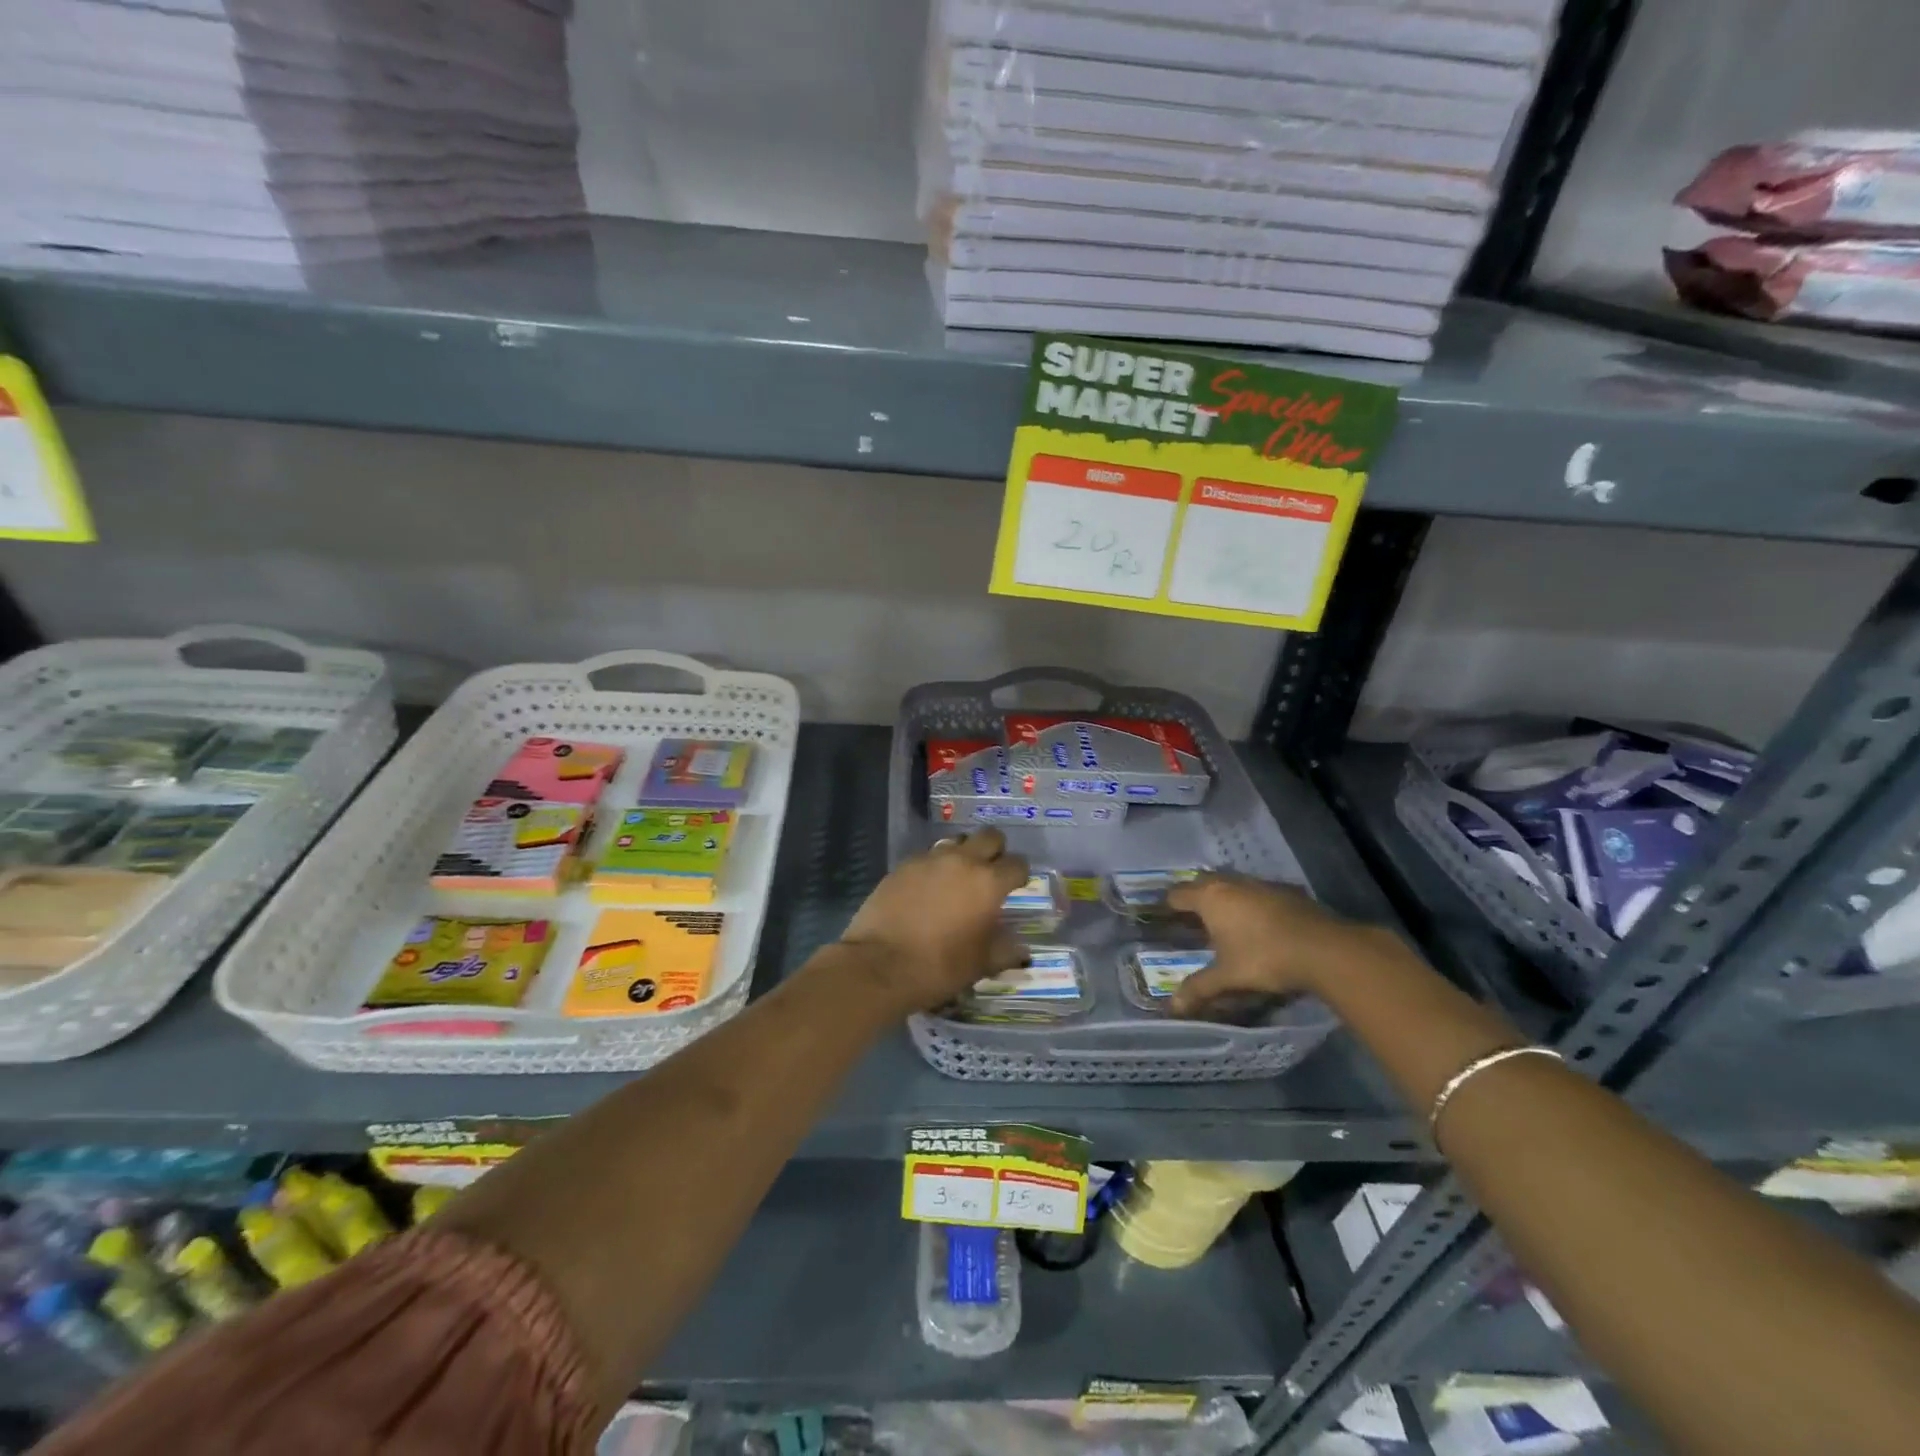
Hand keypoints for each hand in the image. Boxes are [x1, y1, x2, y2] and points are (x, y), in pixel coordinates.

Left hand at [838, 830, 1031, 1014]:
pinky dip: (935, 866)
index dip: (1020, 874)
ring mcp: (929, 859)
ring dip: (964, 853)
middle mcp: (962, 861)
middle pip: (989, 837)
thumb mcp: (980, 964)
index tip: (1016, 886)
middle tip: (991, 872)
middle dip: (996, 850)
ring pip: (957, 841)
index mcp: (988, 882)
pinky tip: (928, 889)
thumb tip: (1022, 949)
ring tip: (958, 878)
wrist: (880, 964)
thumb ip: (1005, 950)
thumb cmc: (939, 966)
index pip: (1017, 864)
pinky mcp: (903, 865)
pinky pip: (928, 856)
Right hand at [1165, 872, 1369, 1016]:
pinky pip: (1257, 891)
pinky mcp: (1286, 890)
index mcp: (1210, 898)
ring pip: (1232, 883)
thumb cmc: (1265, 958)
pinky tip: (1258, 921)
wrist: (1324, 949)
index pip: (1178, 894)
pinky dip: (1250, 901)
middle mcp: (1231, 883)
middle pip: (1203, 882)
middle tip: (1190, 916)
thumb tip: (1172, 1007)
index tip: (1164, 917)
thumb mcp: (1228, 977)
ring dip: (1224, 896)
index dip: (1168, 905)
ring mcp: (1261, 883)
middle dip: (1194, 896)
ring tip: (1223, 918)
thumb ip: (1199, 988)